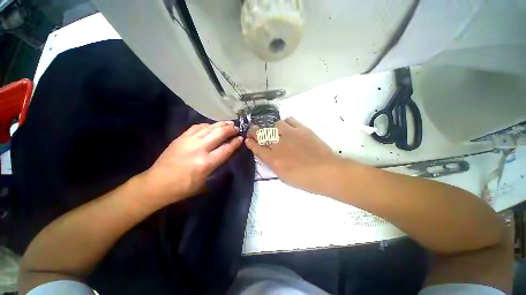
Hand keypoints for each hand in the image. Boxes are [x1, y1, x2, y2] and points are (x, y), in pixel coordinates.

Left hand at [141, 121, 242, 205]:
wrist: (156, 184)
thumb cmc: (183, 187)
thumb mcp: (205, 182)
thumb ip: (216, 166)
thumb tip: (224, 154)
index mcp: (206, 163)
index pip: (226, 149)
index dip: (235, 142)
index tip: (241, 138)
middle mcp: (199, 149)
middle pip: (219, 134)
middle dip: (230, 129)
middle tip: (237, 128)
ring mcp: (189, 141)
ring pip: (209, 127)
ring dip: (221, 124)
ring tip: (228, 123)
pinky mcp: (181, 138)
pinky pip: (197, 127)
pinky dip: (207, 125)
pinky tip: (211, 125)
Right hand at [245, 117, 344, 194]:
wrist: (327, 172)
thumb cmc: (305, 180)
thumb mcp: (283, 177)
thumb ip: (273, 164)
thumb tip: (268, 155)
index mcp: (273, 159)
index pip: (256, 148)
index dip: (250, 143)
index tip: (248, 140)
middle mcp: (279, 145)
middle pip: (261, 133)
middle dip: (254, 131)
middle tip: (253, 130)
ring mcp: (290, 135)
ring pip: (275, 124)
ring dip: (273, 128)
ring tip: (276, 131)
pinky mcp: (302, 129)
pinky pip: (290, 120)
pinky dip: (287, 123)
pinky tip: (289, 128)